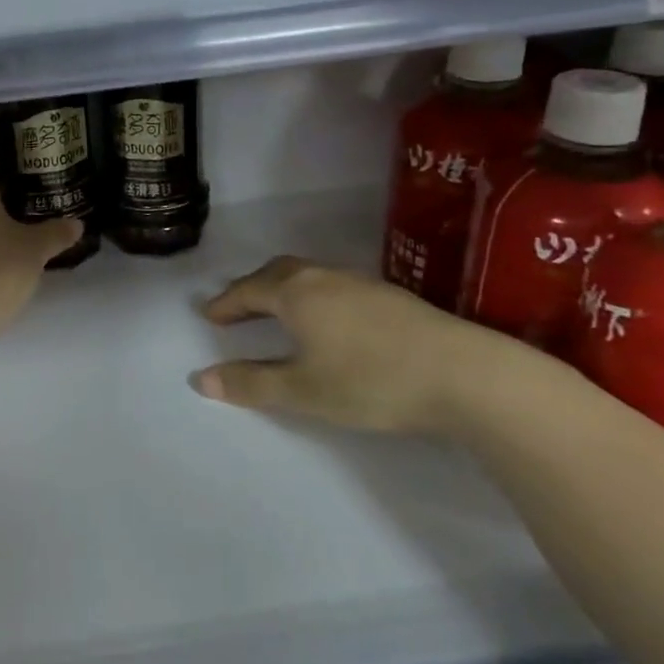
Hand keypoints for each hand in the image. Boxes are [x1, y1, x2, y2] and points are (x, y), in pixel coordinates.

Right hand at [191, 256, 541, 434]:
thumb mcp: (303, 391)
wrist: (464, 374)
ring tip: (278, 313)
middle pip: (278, 273)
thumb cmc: (370, 381)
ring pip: (309, 276)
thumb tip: (200, 379)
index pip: (249, 290)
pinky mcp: (390, 297)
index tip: (209, 315)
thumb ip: (251, 384)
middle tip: (238, 308)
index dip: (227, 303)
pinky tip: (329, 320)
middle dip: (253, 288)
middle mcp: (324, 278)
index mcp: (297, 293)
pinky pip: (334, 285)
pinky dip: (313, 296)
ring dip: (284, 289)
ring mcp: (361, 283)